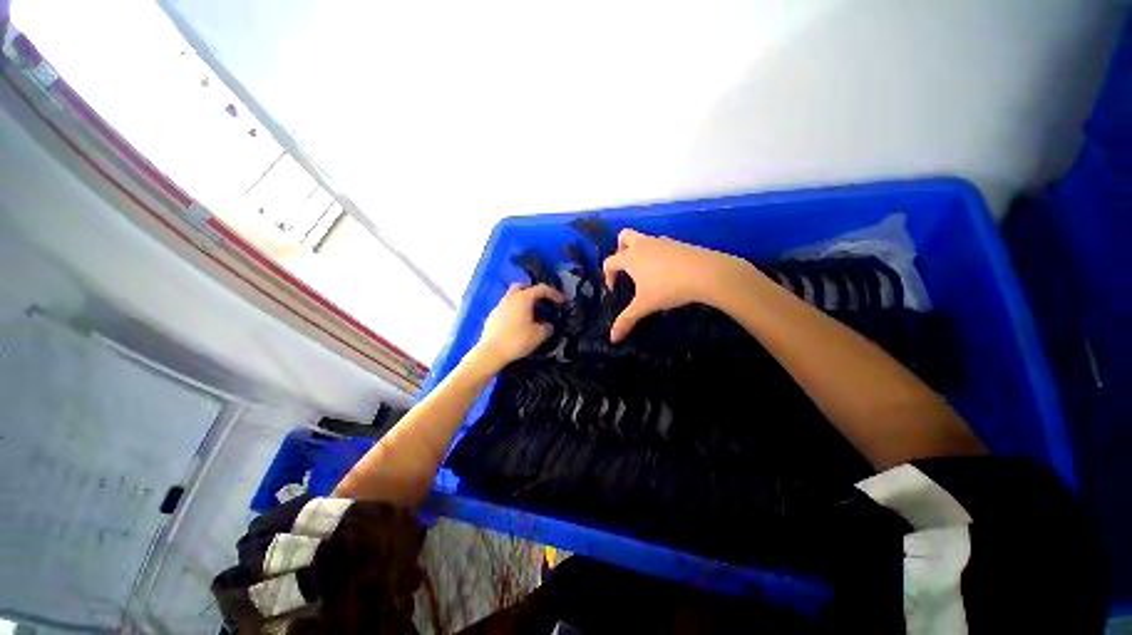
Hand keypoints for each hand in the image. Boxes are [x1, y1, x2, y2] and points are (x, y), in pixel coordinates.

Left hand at [473, 283, 564, 369]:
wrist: (491, 351)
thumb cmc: (517, 340)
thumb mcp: (539, 335)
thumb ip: (547, 327)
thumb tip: (548, 326)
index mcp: (523, 298)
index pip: (542, 289)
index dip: (554, 293)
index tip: (561, 301)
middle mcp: (510, 297)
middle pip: (523, 286)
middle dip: (533, 291)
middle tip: (541, 301)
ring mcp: (499, 305)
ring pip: (512, 296)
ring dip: (523, 301)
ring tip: (530, 314)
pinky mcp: (492, 315)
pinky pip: (506, 307)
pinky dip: (514, 310)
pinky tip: (517, 323)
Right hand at [603, 228, 757, 342]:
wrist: (705, 273)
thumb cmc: (668, 288)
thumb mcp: (645, 306)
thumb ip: (627, 320)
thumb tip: (612, 338)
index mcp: (630, 257)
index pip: (610, 261)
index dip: (608, 274)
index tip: (614, 288)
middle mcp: (643, 244)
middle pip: (624, 236)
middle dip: (620, 249)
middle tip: (626, 268)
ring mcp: (662, 241)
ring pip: (644, 239)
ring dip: (640, 252)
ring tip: (647, 274)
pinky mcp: (678, 243)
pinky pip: (660, 245)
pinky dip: (657, 255)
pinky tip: (666, 272)